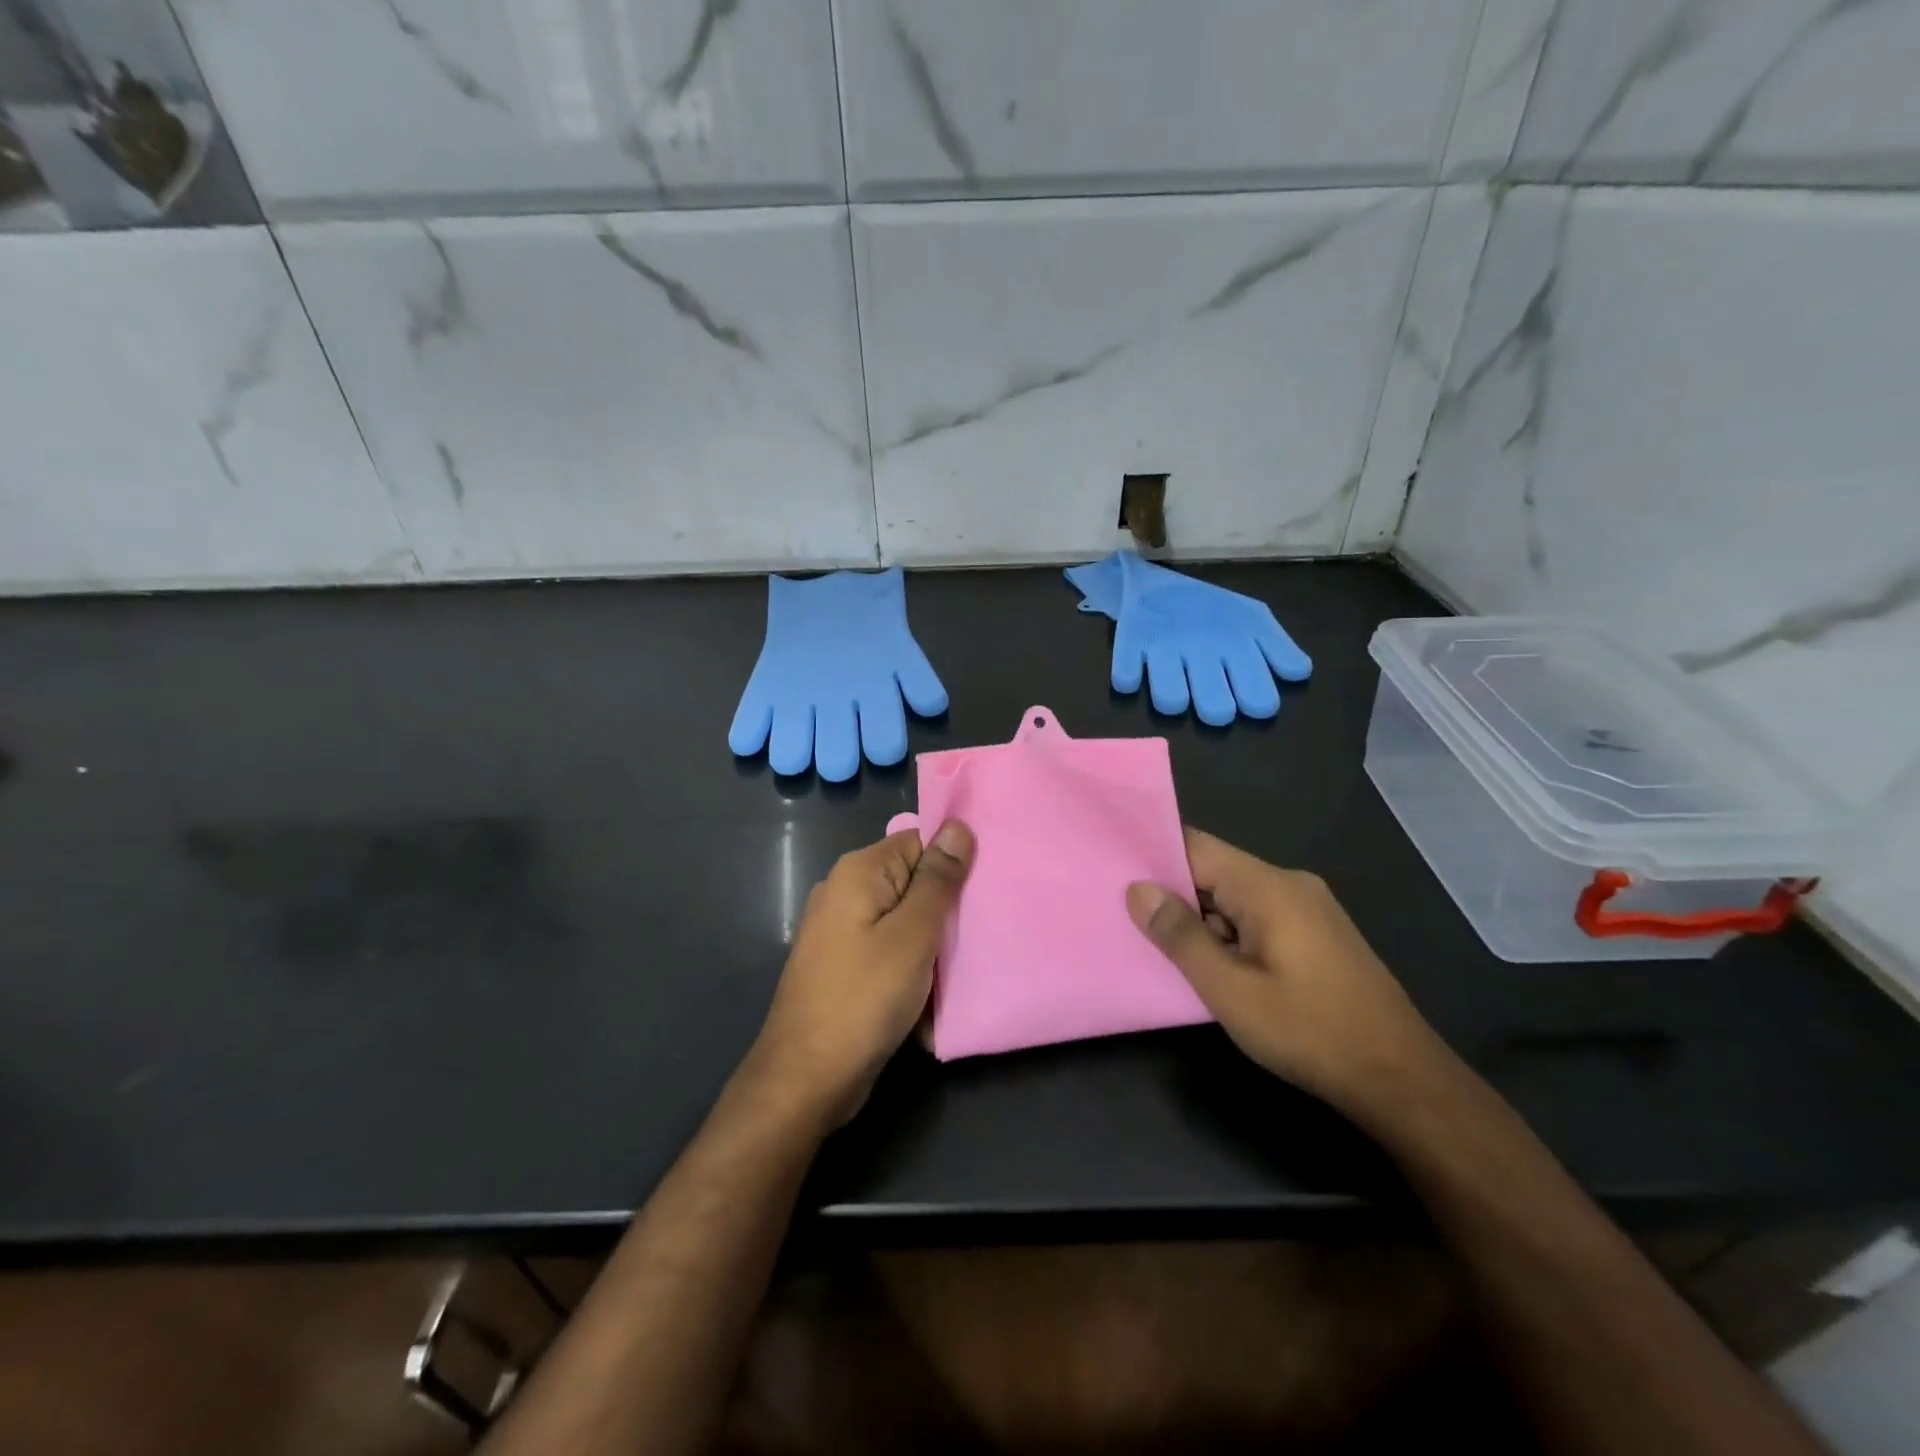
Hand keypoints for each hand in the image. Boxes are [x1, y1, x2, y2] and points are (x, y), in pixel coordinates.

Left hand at [745, 821, 973, 1125]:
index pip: (918, 841)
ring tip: (971, 952)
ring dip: (934, 936)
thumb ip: (937, 879)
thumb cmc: (864, 997)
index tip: (990, 881)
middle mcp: (844, 891)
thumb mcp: (913, 934)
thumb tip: (958, 827)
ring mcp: (841, 930)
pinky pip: (889, 946)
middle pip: (911, 878)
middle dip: (947, 900)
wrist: (806, 1078)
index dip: (954, 858)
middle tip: (988, 920)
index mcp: (858, 872)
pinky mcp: (845, 963)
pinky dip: (913, 960)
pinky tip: (938, 983)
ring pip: (903, 917)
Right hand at [1126, 828, 1455, 1127]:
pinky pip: (1258, 918)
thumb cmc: (1310, 1031)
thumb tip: (1137, 889)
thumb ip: (1181, 936)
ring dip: (1201, 920)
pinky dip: (1228, 934)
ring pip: (1235, 898)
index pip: (1196, 846)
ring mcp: (1308, 909)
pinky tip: (1211, 966)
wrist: (1403, 1080)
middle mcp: (1289, 884)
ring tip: (1160, 946)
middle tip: (1127, 918)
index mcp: (1268, 886)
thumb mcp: (1231, 990)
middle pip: (1214, 871)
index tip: (1114, 871)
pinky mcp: (1317, 934)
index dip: (1154, 855)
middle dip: (1173, 894)